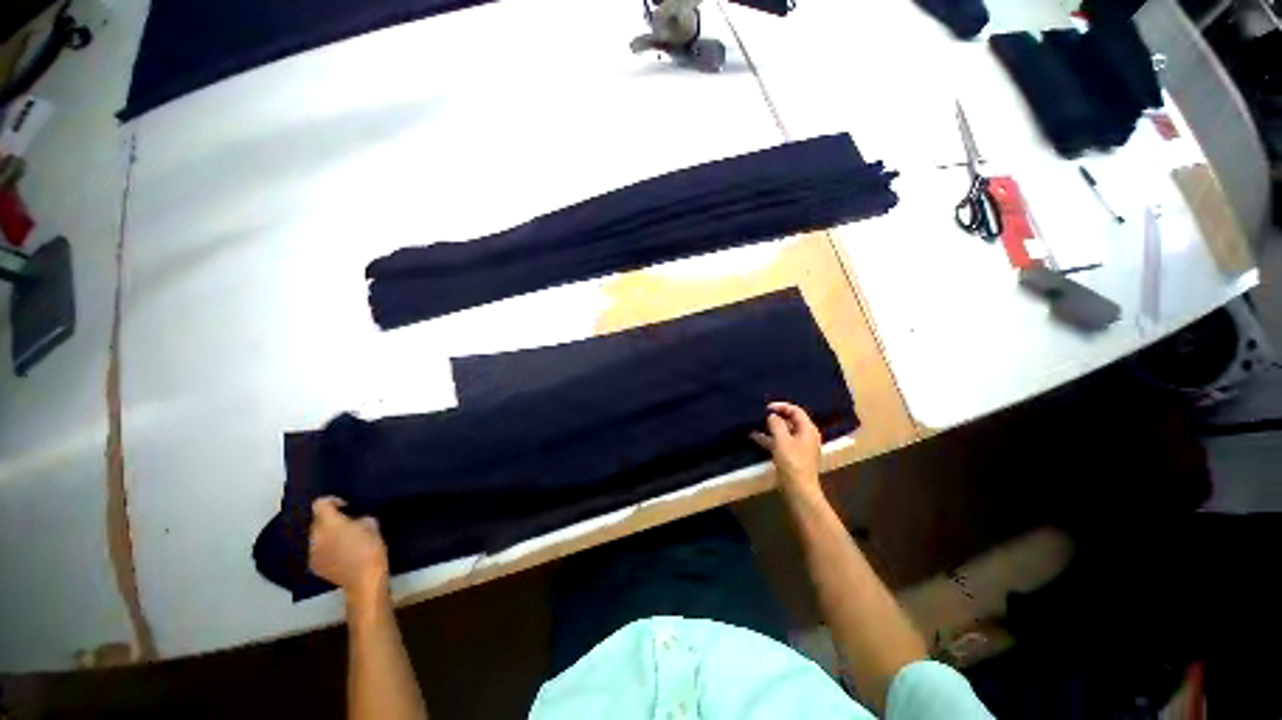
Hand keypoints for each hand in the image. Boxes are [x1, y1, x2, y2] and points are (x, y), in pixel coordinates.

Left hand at [309, 497, 388, 604]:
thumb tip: (352, 518)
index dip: (332, 501)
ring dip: (326, 534)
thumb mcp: (372, 524)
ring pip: (315, 536)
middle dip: (329, 519)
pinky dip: (325, 547)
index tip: (345, 506)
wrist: (364, 578)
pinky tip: (338, 553)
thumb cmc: (371, 547)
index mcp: (329, 523)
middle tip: (346, 523)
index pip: (320, 503)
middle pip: (316, 520)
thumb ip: (358, 518)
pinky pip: (316, 549)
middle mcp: (315, 536)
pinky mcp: (313, 565)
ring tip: (341, 539)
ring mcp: (312, 552)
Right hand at [751, 401, 822, 498]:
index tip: (766, 408)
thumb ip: (776, 424)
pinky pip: (782, 442)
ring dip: (771, 428)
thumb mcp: (781, 440)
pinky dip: (771, 439)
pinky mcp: (794, 456)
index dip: (781, 406)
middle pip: (791, 420)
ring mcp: (801, 447)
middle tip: (761, 416)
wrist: (799, 489)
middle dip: (776, 417)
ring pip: (785, 432)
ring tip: (756, 425)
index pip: (796, 410)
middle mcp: (806, 436)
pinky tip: (757, 438)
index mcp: (808, 429)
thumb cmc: (792, 462)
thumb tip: (772, 416)